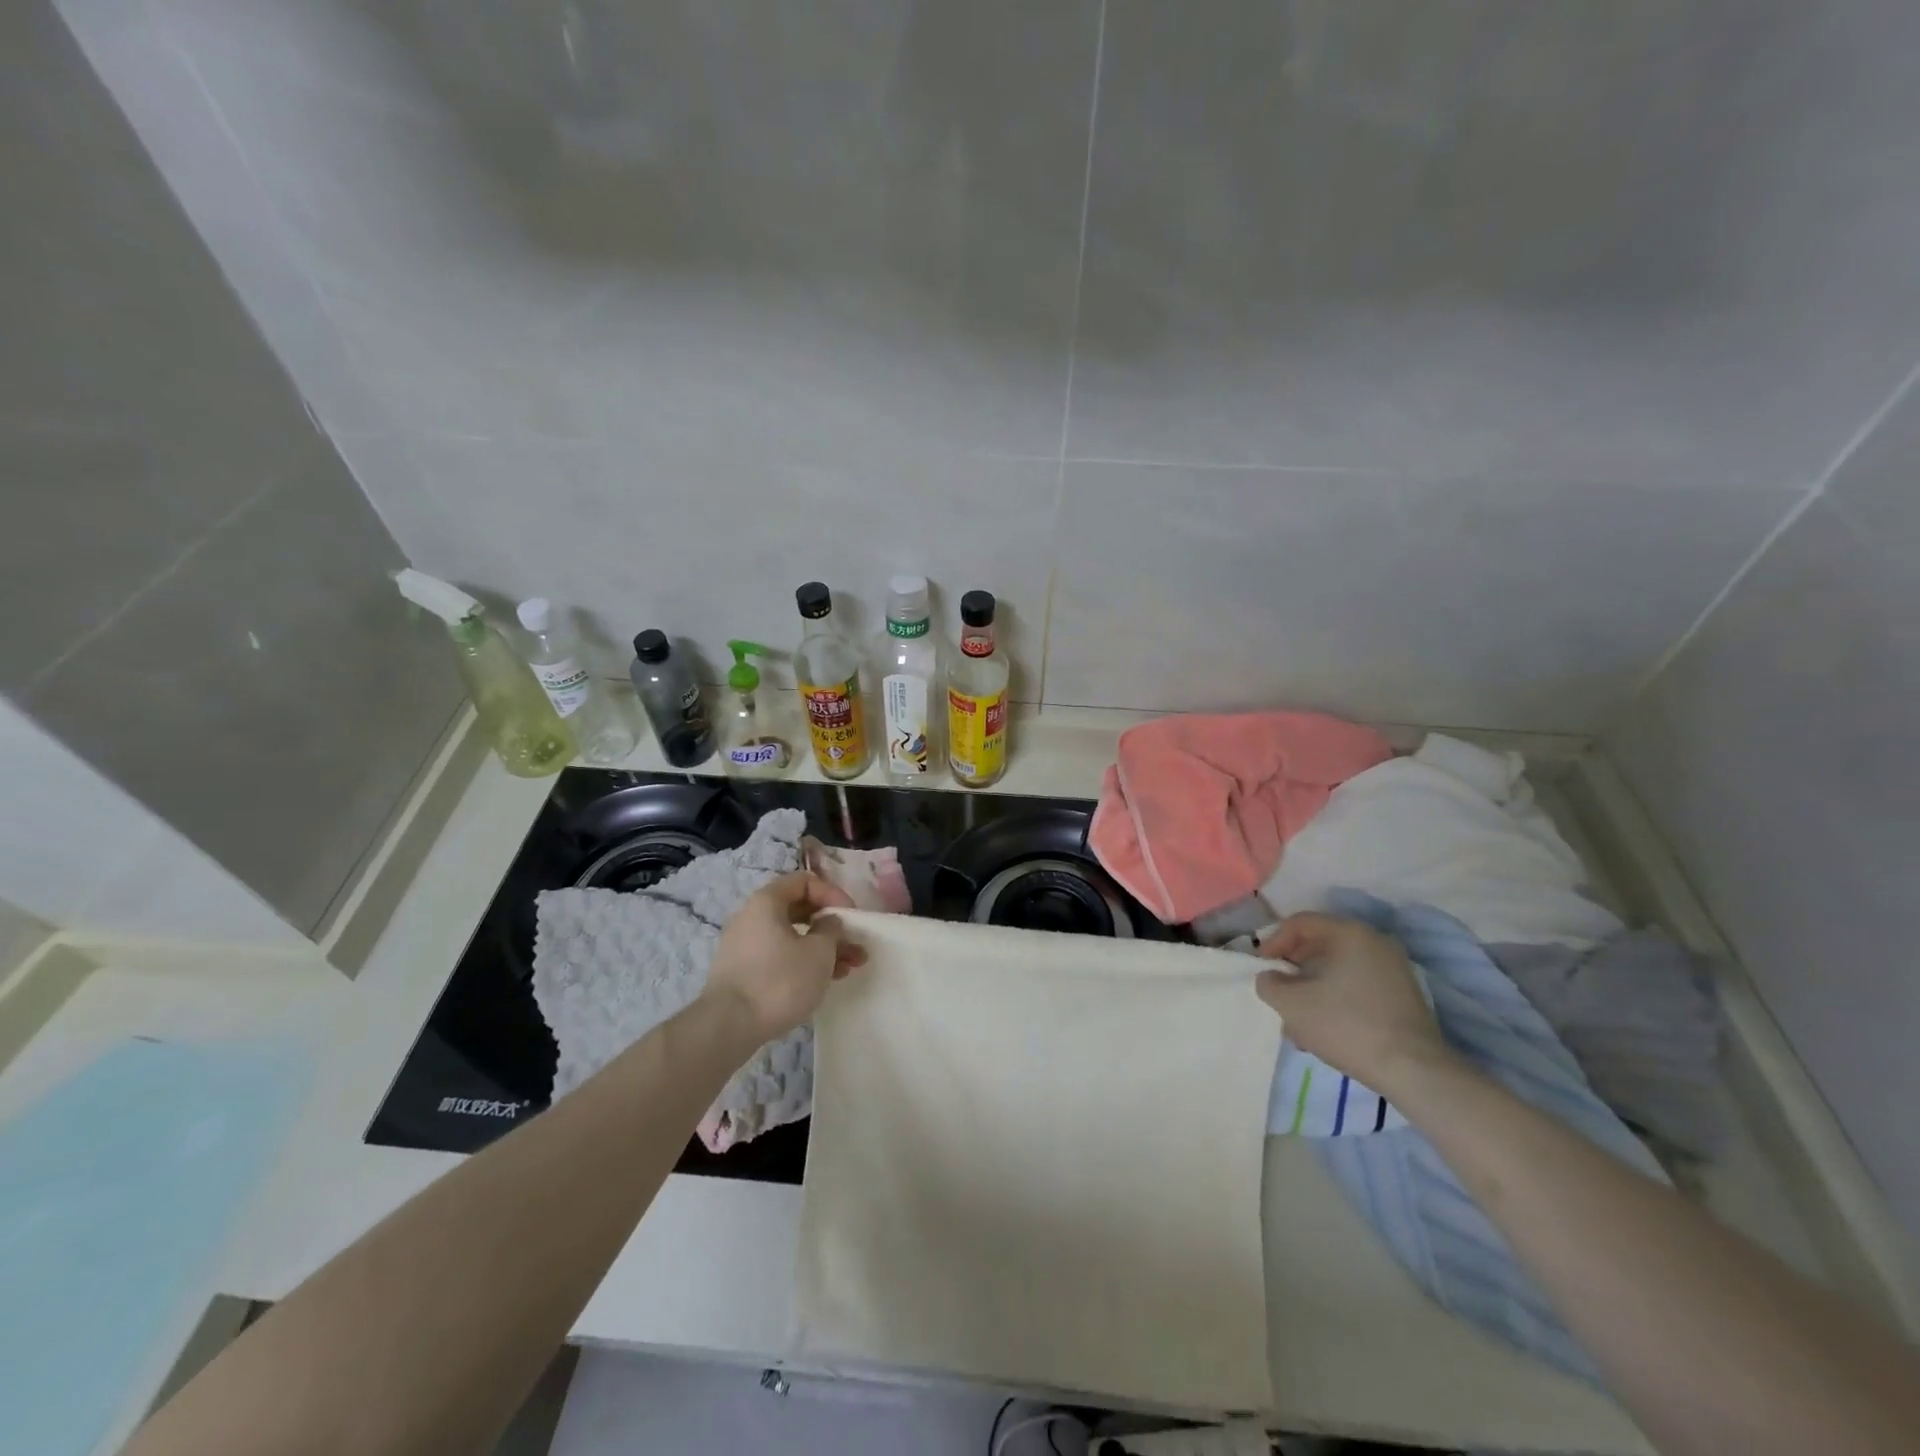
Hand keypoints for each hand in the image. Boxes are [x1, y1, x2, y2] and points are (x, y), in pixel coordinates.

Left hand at [704, 872, 867, 1042]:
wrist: (728, 1027)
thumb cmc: (779, 980)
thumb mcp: (819, 952)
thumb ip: (832, 929)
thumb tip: (828, 923)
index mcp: (766, 902)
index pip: (804, 881)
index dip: (833, 894)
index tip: (851, 916)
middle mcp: (751, 917)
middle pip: (800, 910)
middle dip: (832, 927)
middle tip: (855, 945)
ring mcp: (745, 946)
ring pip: (792, 937)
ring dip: (823, 949)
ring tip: (849, 969)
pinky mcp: (743, 972)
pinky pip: (780, 956)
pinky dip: (803, 963)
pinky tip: (824, 981)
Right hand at [1254, 913, 1449, 1088]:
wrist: (1414, 1071)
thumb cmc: (1347, 1026)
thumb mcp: (1292, 1005)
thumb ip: (1269, 984)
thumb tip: (1270, 978)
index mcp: (1350, 933)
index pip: (1301, 923)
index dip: (1274, 942)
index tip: (1261, 968)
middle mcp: (1375, 942)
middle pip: (1320, 946)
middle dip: (1293, 970)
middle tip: (1278, 993)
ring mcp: (1394, 969)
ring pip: (1338, 970)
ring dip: (1311, 989)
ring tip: (1297, 1023)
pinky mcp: (1403, 996)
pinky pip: (1357, 986)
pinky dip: (1335, 999)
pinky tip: (1323, 1030)